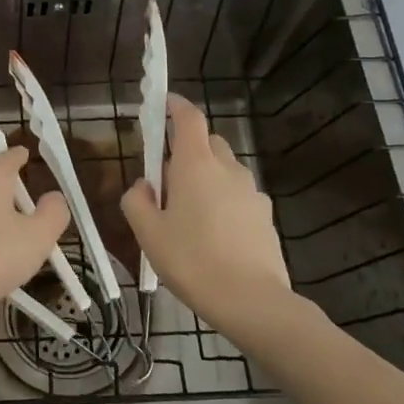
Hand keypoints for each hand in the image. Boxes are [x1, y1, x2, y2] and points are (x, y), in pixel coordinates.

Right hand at [122, 95, 290, 320]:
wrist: (251, 301)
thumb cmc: (192, 261)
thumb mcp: (148, 234)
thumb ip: (137, 201)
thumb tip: (143, 186)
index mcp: (196, 165)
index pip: (188, 118)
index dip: (175, 105)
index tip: (162, 103)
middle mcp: (228, 169)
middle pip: (208, 142)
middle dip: (187, 149)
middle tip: (167, 180)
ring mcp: (252, 191)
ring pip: (225, 170)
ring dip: (206, 177)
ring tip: (190, 214)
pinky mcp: (265, 215)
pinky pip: (239, 195)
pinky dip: (224, 201)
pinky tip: (214, 235)